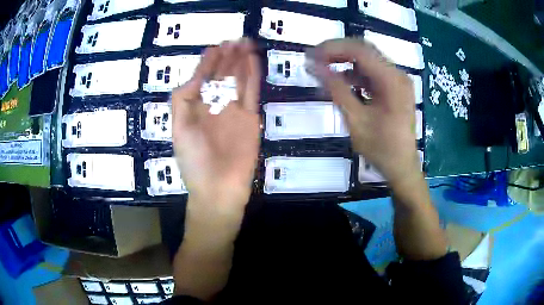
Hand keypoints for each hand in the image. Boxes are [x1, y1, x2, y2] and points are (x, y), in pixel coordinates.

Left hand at [171, 39, 260, 209]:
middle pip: (222, 76)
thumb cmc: (194, 161)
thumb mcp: (179, 129)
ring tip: (244, 44)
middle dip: (227, 57)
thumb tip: (195, 76)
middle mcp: (215, 106)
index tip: (215, 47)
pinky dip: (252, 76)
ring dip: (240, 62)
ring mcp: (234, 111)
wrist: (218, 189)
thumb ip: (183, 100)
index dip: (208, 63)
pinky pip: (252, 92)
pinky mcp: (251, 118)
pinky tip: (251, 61)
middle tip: (234, 40)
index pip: (203, 79)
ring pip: (238, 80)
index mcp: (196, 108)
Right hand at [308, 38, 419, 185]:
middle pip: (364, 50)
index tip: (310, 56)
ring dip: (345, 61)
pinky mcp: (395, 87)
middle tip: (314, 59)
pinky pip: (372, 71)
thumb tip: (313, 66)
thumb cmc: (381, 149)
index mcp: (392, 81)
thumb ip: (335, 89)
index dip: (332, 48)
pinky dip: (355, 73)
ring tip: (324, 69)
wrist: (402, 167)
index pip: (359, 50)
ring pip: (367, 59)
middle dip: (337, 51)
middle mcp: (398, 74)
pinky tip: (342, 81)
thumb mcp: (355, 120)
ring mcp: (398, 80)